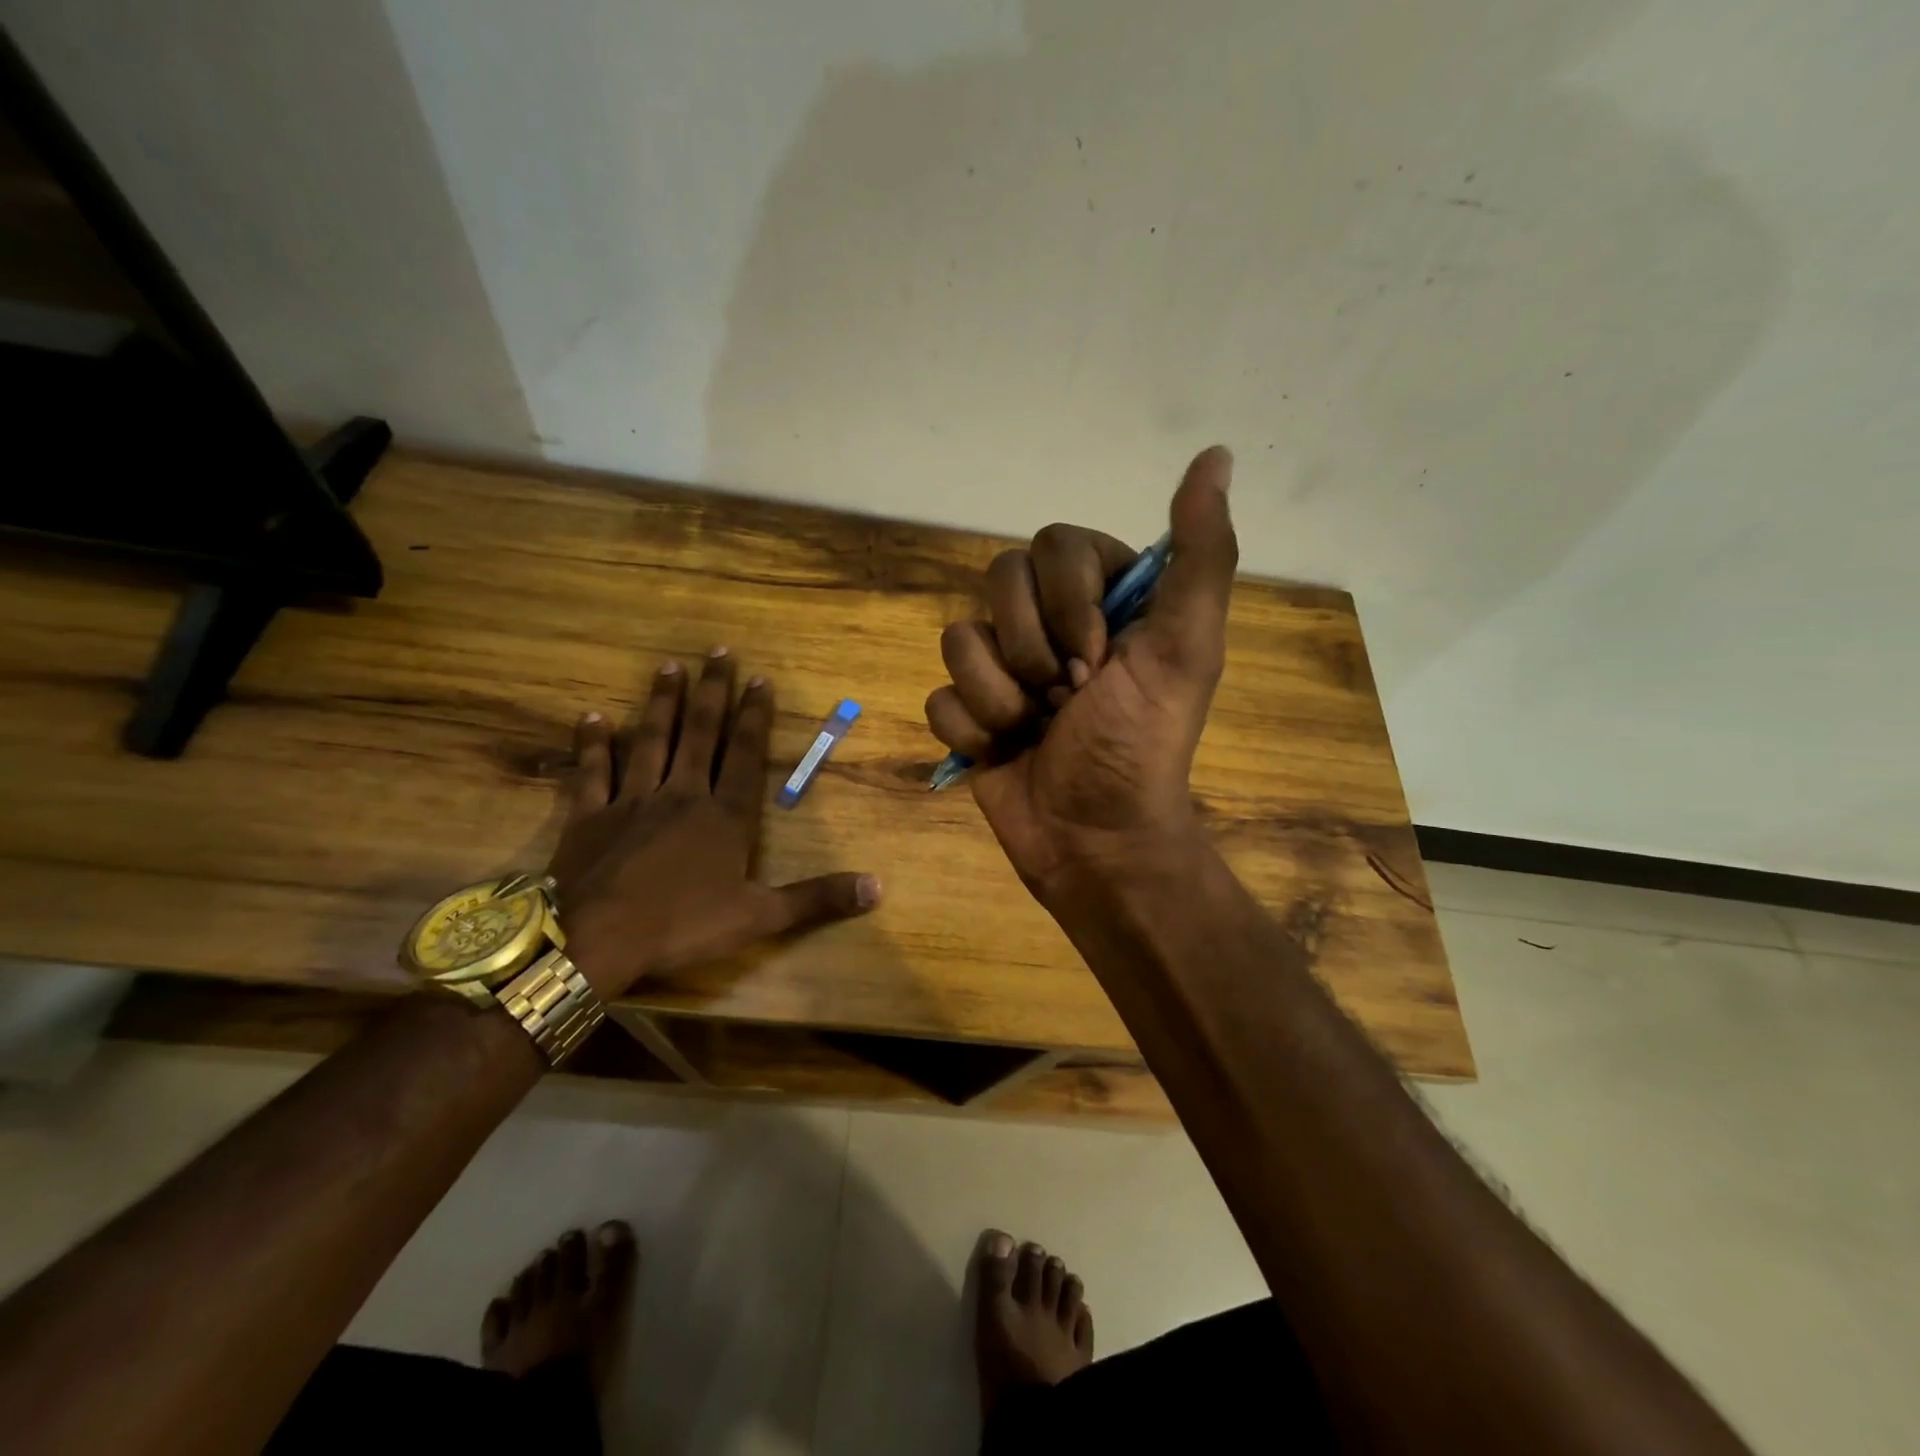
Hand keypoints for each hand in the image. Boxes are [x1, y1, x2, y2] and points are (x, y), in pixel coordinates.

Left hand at [547, 649, 880, 997]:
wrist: (596, 940)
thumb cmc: (683, 926)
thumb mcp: (760, 917)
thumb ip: (817, 898)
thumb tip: (877, 888)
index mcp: (724, 816)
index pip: (745, 755)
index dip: (754, 716)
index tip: (759, 678)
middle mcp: (681, 796)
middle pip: (699, 734)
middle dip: (712, 692)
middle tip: (718, 651)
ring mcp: (632, 802)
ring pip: (650, 741)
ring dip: (661, 703)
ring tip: (669, 667)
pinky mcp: (589, 818)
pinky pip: (593, 773)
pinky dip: (593, 745)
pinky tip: (593, 717)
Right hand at [924, 447, 1237, 902]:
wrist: (1094, 837)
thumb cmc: (1140, 743)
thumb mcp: (1185, 647)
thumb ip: (1201, 554)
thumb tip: (1215, 455)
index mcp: (1101, 600)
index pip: (1054, 545)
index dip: (1069, 602)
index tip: (1100, 660)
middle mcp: (1049, 624)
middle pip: (998, 581)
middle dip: (1032, 650)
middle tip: (1068, 698)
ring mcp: (1003, 670)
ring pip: (958, 638)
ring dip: (1000, 696)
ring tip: (1033, 731)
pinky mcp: (968, 713)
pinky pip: (939, 694)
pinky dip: (971, 730)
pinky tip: (1001, 753)